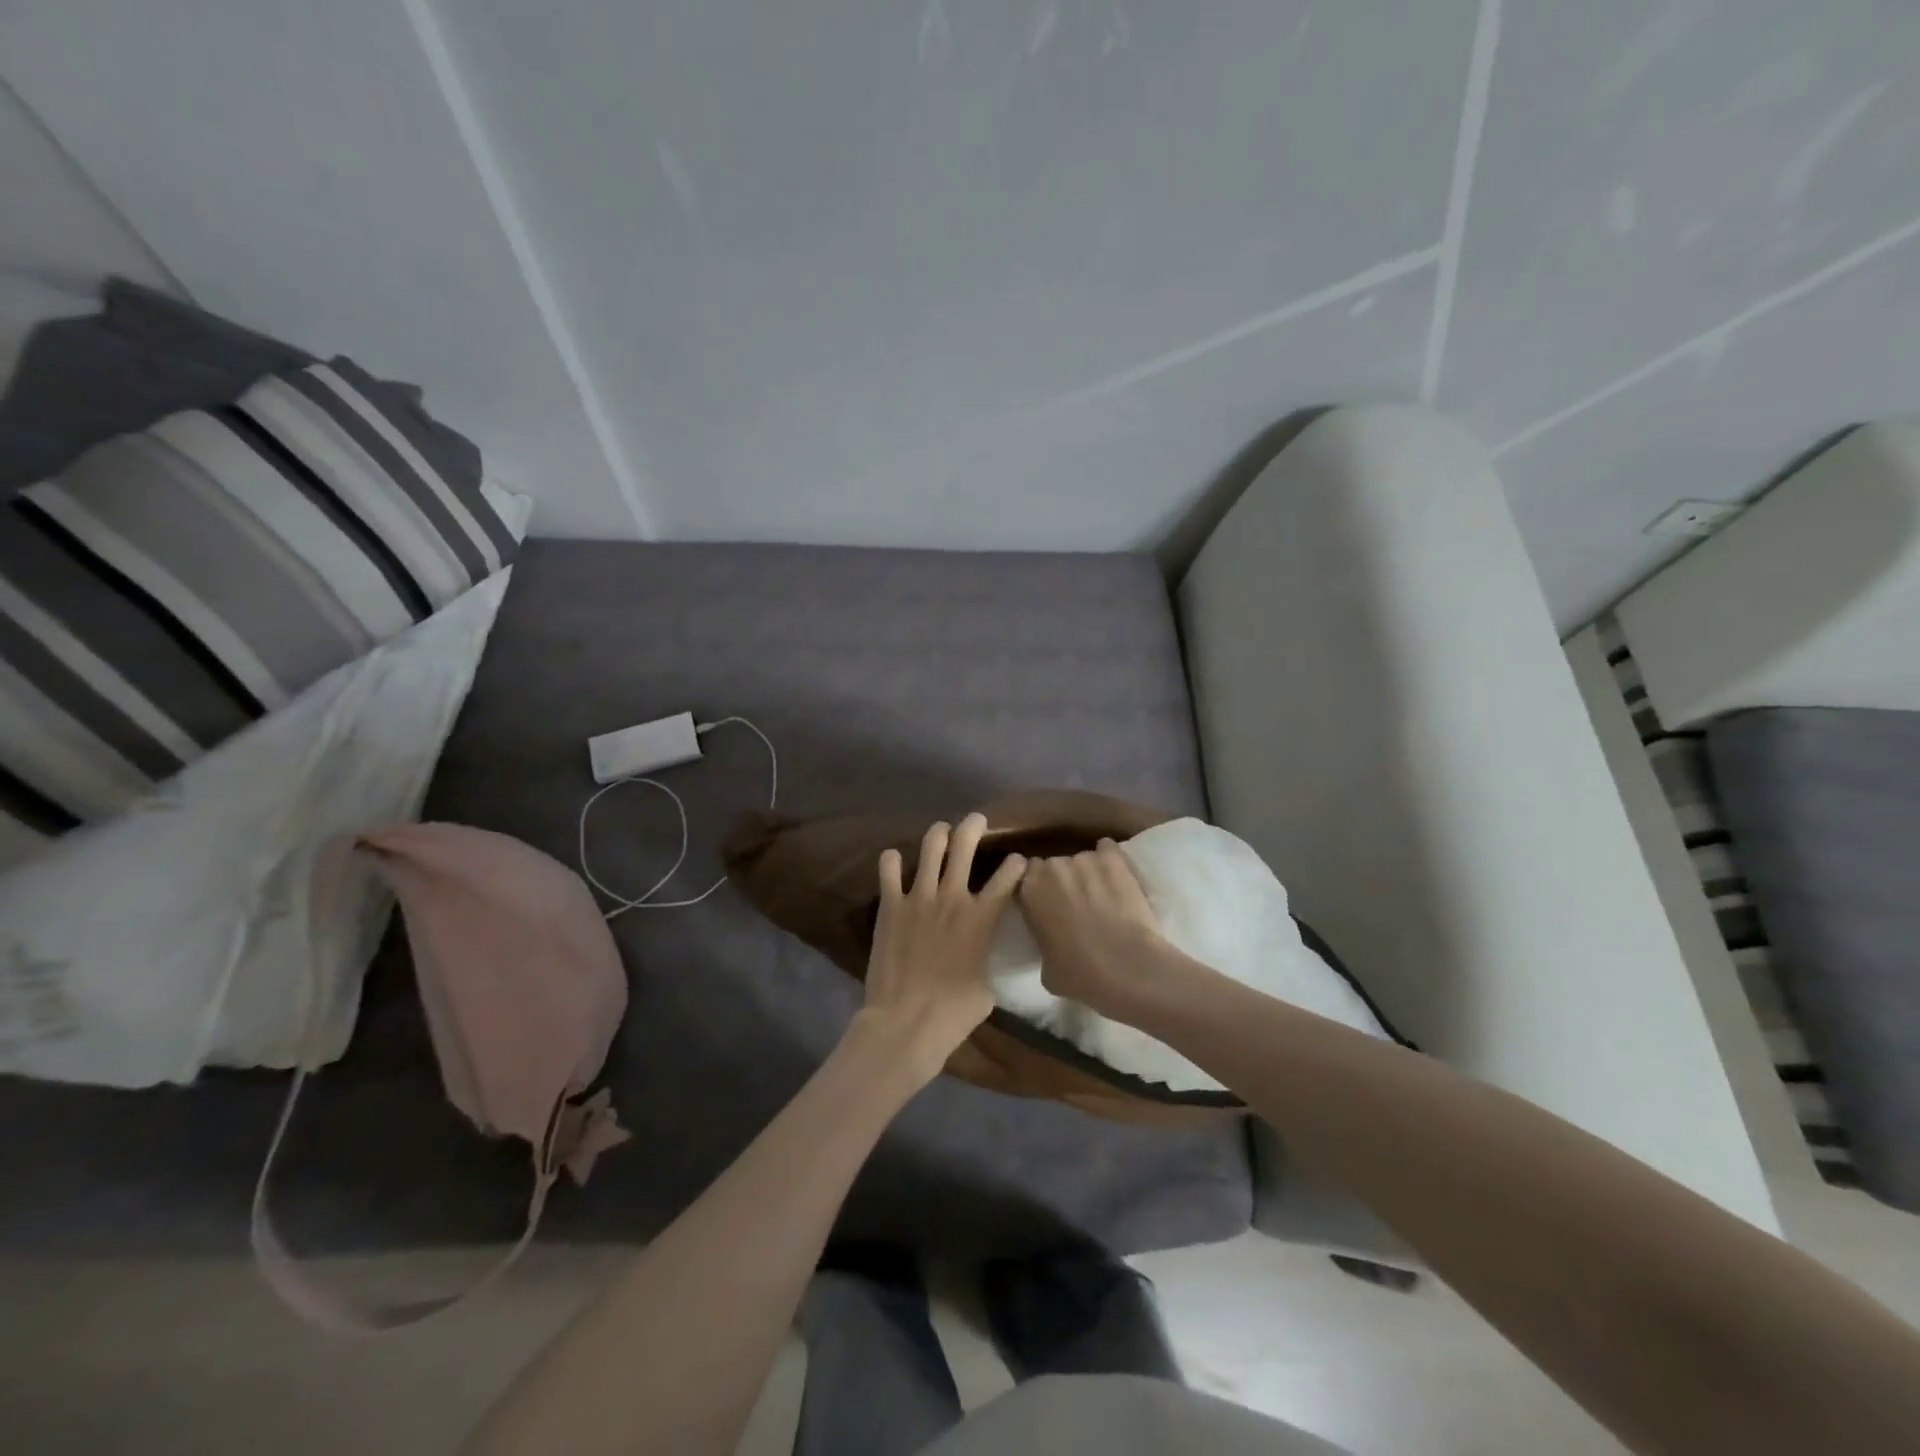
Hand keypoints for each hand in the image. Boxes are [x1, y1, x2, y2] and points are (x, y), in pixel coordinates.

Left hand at [855, 813, 1025, 1085]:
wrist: (906, 1022)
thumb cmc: (953, 1013)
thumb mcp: (986, 987)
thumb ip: (985, 957)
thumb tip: (980, 953)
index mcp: (983, 917)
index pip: (1009, 876)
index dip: (1017, 864)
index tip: (1018, 861)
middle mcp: (953, 897)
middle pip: (966, 844)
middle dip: (974, 826)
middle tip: (976, 820)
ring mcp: (919, 896)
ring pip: (931, 846)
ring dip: (938, 834)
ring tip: (940, 832)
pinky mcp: (890, 905)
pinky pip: (888, 868)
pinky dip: (891, 861)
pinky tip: (893, 861)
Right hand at [1017, 838, 1170, 1018]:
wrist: (1125, 966)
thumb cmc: (1079, 973)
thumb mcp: (1045, 966)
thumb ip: (1044, 940)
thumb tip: (1053, 941)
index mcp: (1029, 890)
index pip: (1027, 874)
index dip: (1039, 886)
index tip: (1048, 900)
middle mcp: (1052, 867)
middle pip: (1054, 865)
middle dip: (1063, 879)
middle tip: (1076, 901)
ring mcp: (1084, 858)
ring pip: (1082, 859)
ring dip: (1089, 873)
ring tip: (1103, 894)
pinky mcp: (1113, 858)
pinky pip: (1107, 849)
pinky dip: (1111, 860)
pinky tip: (1118, 877)